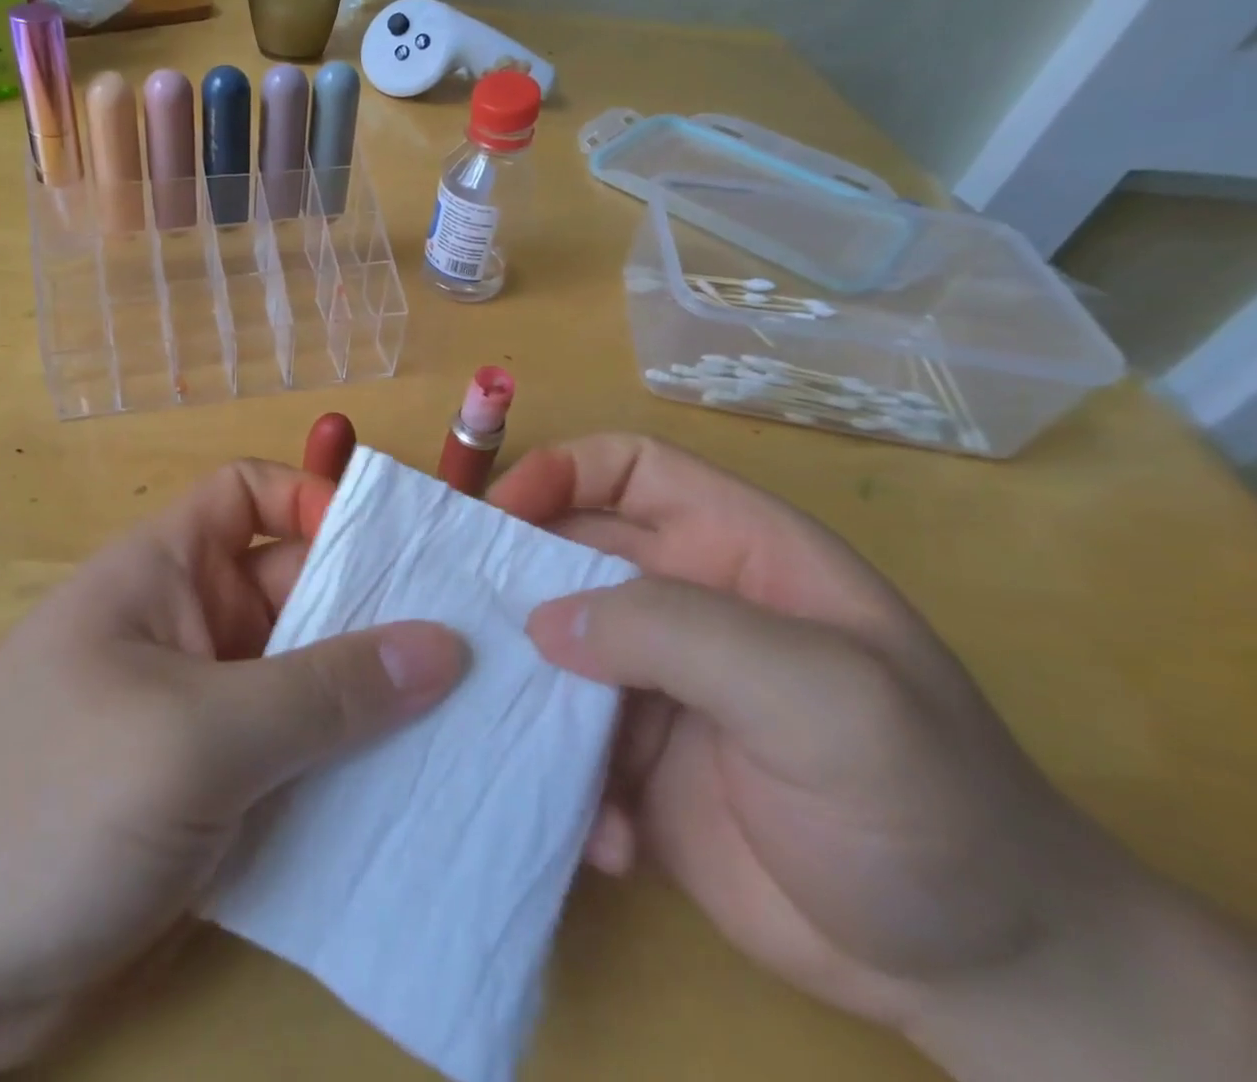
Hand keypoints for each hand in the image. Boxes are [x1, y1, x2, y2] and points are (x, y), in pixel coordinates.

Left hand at [0, 459, 467, 1072]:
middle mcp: (191, 627)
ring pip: (310, 683)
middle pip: (300, 591)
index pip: (252, 495)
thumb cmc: (43, 805)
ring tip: (481, 726)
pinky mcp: (213, 794)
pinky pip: (299, 761)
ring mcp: (203, 713)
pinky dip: (351, 774)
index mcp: (168, 571)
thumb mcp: (193, 736)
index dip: (320, 502)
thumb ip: (321, 691)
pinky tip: (423, 804)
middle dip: (379, 613)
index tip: (403, 552)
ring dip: (378, 705)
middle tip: (489, 647)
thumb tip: (443, 646)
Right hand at [492, 433, 1256, 1079]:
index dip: (559, 472)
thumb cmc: (922, 801)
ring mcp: (653, 681)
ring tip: (507, 732)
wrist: (983, 975)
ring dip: (525, 686)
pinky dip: (563, 775)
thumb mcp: (822, 698)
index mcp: (731, 550)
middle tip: (461, 624)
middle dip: (514, 580)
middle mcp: (683, 602)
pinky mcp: (633, 759)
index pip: (628, 469)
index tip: (498, 516)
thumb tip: (544, 622)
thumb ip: (681, 635)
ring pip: (550, 645)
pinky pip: (563, 737)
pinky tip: (608, 836)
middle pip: (567, 553)